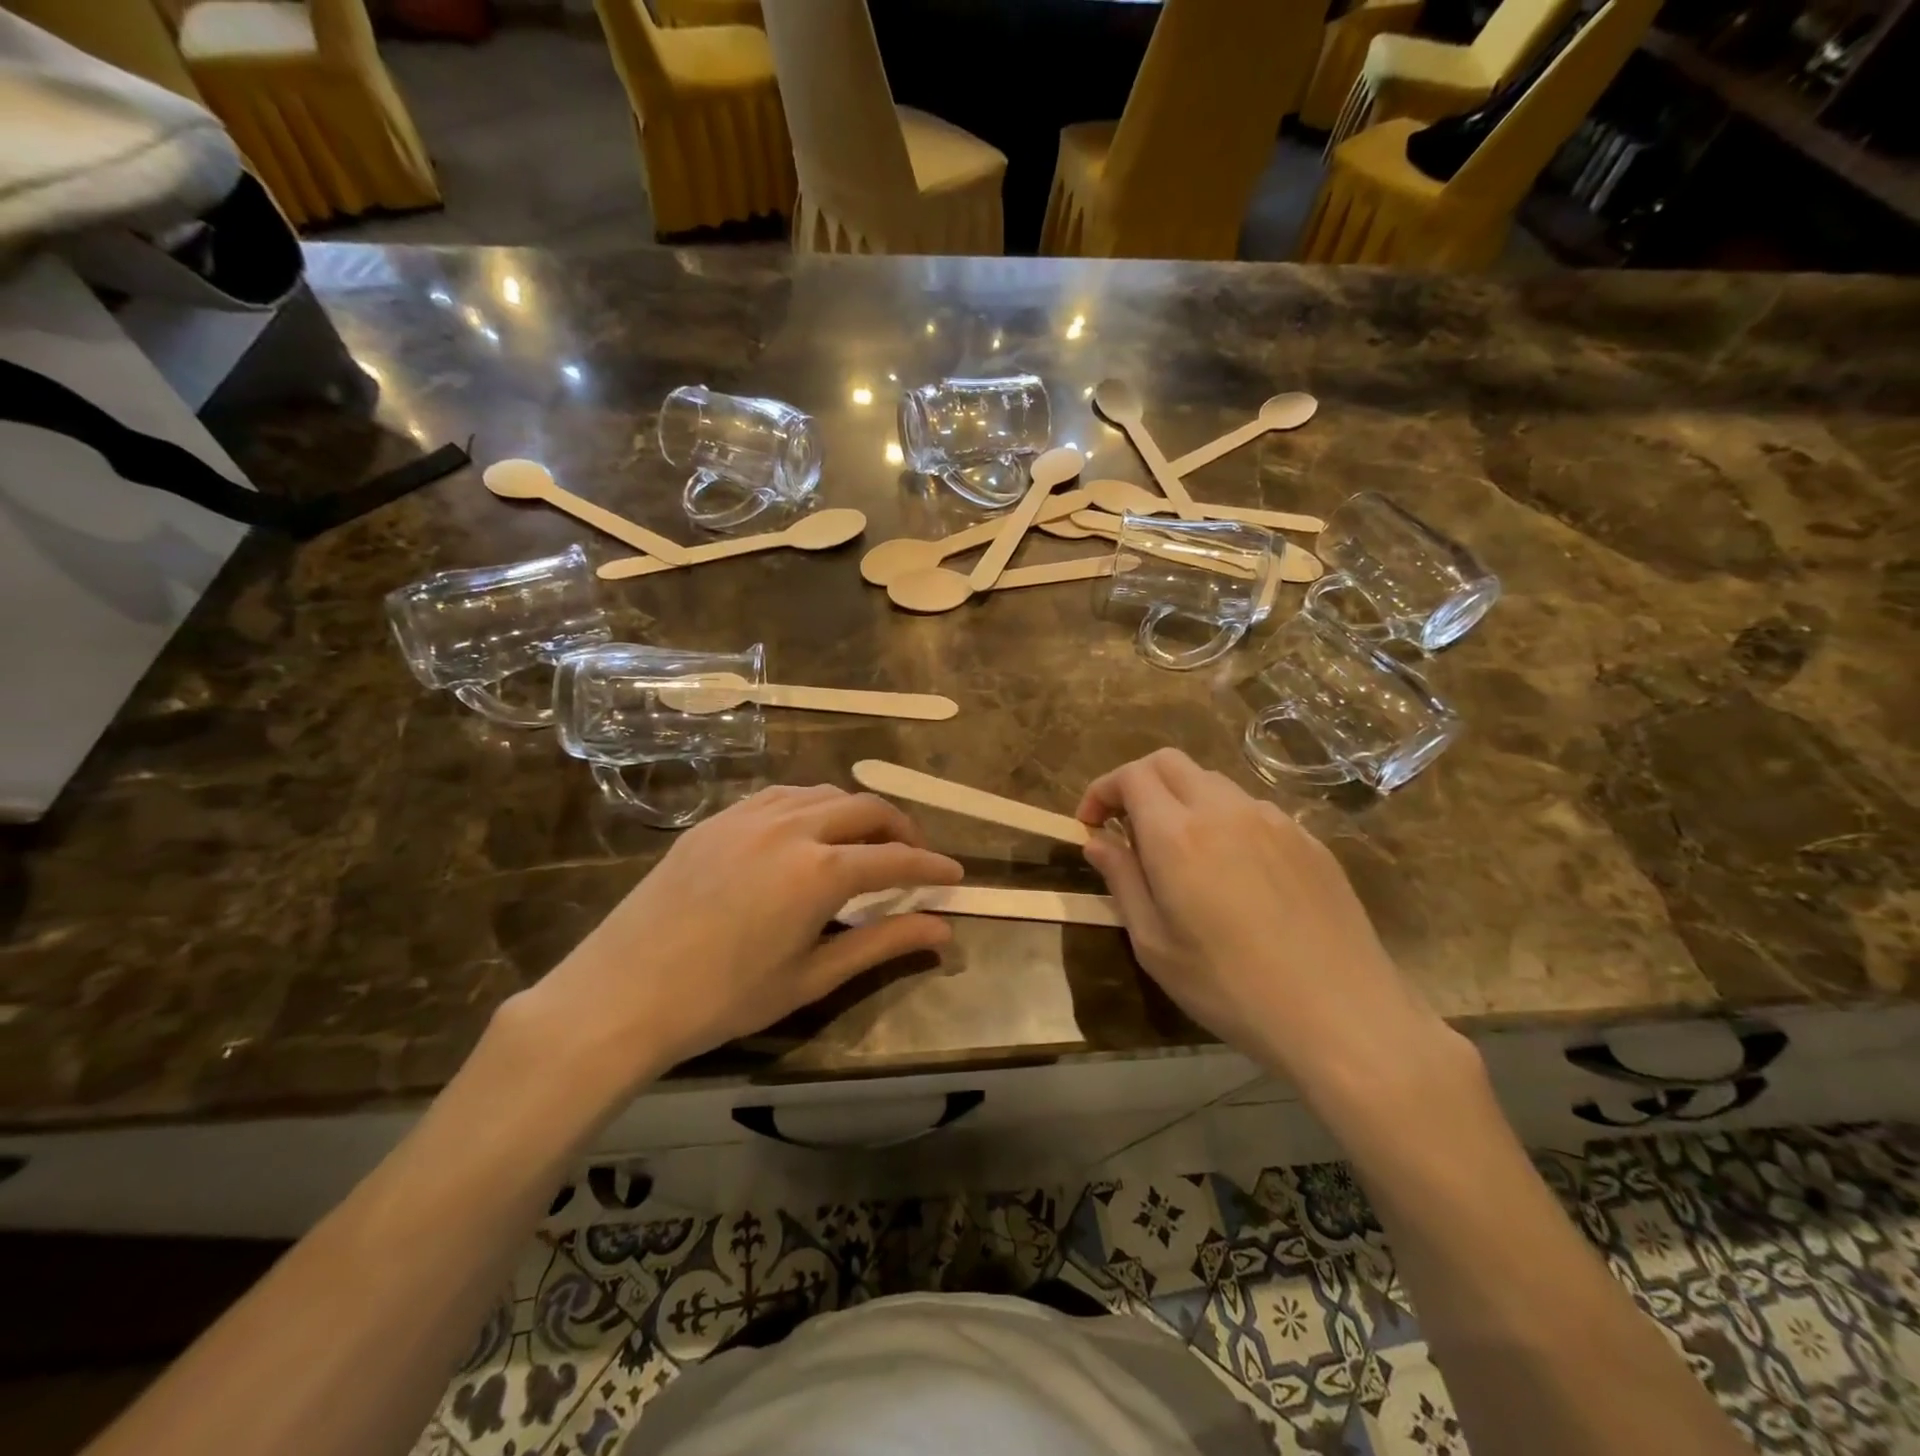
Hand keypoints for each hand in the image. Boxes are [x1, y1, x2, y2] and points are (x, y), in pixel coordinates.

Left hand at [511, 786, 962, 1098]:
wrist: (622, 993)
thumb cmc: (723, 999)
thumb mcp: (811, 977)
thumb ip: (881, 944)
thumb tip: (943, 930)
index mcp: (820, 871)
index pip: (896, 859)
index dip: (932, 867)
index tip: (955, 875)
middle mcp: (791, 827)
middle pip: (866, 808)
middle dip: (901, 829)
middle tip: (914, 858)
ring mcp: (750, 816)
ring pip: (824, 793)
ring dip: (856, 812)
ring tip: (864, 844)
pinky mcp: (718, 818)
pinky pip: (781, 795)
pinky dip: (812, 806)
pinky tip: (808, 832)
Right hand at [1077, 750, 1455, 1093]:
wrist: (1342, 1016)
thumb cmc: (1230, 987)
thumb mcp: (1154, 943)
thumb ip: (1122, 880)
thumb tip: (1097, 842)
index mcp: (1178, 834)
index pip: (1131, 776)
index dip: (1102, 790)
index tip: (1091, 824)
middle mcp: (1224, 810)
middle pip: (1169, 762)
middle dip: (1137, 782)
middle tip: (1127, 827)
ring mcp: (1273, 819)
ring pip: (1212, 782)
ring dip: (1181, 799)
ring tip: (1179, 851)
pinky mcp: (1307, 838)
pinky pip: (1252, 809)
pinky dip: (1223, 819)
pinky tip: (1232, 869)